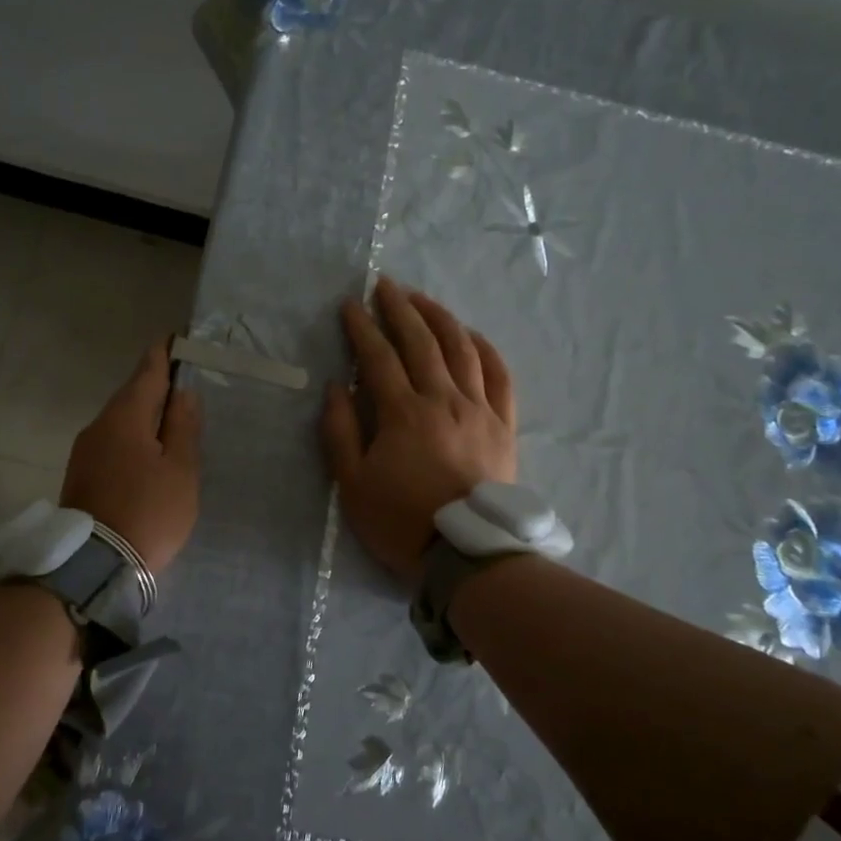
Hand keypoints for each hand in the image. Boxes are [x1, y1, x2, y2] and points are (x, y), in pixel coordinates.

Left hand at [61, 338, 202, 574]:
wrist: (94, 566)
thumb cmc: (148, 512)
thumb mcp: (180, 470)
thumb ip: (183, 427)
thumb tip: (184, 392)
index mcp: (125, 417)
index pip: (147, 371)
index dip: (165, 354)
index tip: (178, 338)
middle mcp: (99, 425)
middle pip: (132, 395)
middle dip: (157, 386)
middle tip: (186, 382)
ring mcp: (85, 451)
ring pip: (121, 421)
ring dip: (146, 415)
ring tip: (173, 420)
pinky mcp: (81, 474)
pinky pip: (113, 442)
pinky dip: (134, 438)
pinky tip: (149, 452)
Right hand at [321, 277, 517, 587]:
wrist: (468, 554)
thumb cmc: (402, 522)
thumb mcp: (352, 485)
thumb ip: (341, 432)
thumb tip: (338, 386)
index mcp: (403, 413)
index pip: (379, 356)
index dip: (362, 327)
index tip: (349, 304)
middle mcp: (443, 400)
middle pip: (421, 342)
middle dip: (399, 308)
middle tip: (384, 285)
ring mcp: (478, 409)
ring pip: (461, 349)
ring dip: (439, 317)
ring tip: (422, 299)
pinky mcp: (503, 424)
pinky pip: (499, 375)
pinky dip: (484, 349)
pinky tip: (471, 335)